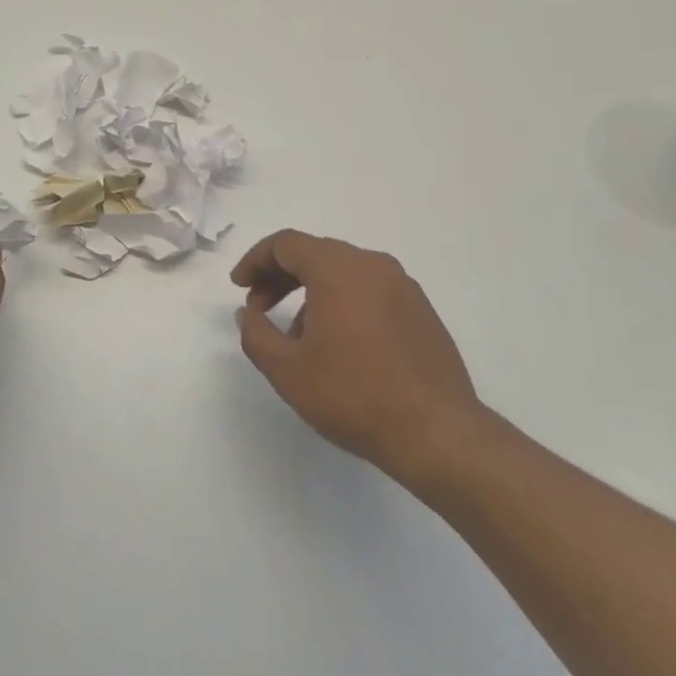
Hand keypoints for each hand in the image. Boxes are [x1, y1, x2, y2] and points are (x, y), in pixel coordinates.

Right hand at [231, 230, 490, 490]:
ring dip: (311, 292)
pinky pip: (369, 291)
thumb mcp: (286, 369)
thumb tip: (248, 312)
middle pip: (316, 253)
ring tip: (296, 336)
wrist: (436, 432)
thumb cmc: (352, 394)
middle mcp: (373, 266)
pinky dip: (342, 302)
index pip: (287, 244)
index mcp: (339, 270)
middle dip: (280, 276)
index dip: (255, 260)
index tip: (239, 287)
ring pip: (343, 272)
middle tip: (258, 307)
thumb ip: (255, 333)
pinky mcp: (421, 311)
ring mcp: (403, 287)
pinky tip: (336, 345)